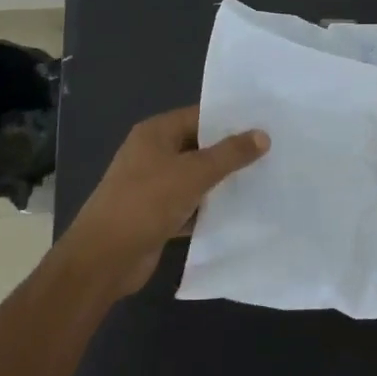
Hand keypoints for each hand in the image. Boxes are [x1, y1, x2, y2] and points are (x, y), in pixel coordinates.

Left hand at [64, 106, 268, 296]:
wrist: (104, 258)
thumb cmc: (146, 203)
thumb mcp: (194, 173)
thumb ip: (230, 154)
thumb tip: (263, 135)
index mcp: (155, 133)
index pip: (199, 116)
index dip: (230, 120)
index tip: (266, 124)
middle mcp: (152, 154)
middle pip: (199, 146)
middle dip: (231, 152)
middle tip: (272, 152)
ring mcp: (153, 186)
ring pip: (196, 178)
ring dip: (222, 182)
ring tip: (264, 179)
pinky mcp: (157, 215)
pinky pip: (190, 205)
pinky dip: (209, 208)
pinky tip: (240, 212)